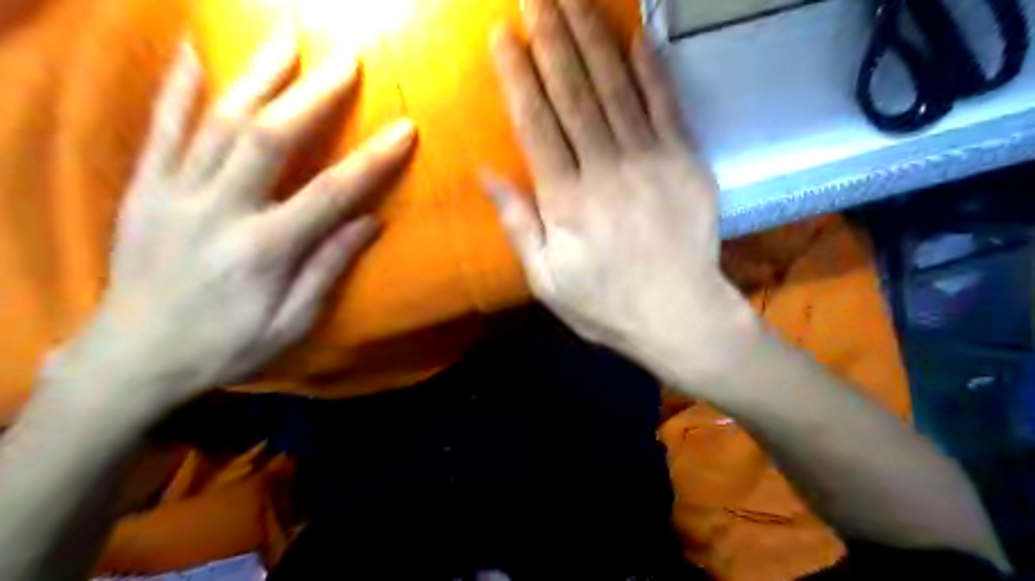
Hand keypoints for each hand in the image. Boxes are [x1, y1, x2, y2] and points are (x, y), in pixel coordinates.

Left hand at [59, 36, 414, 407]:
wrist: (133, 358)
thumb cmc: (225, 346)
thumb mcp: (292, 323)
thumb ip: (329, 268)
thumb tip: (370, 222)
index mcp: (265, 249)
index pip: (330, 192)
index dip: (372, 159)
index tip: (404, 129)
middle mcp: (219, 210)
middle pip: (270, 138)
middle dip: (313, 94)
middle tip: (345, 59)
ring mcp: (175, 192)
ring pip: (219, 120)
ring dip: (257, 75)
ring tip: (285, 38)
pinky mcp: (145, 188)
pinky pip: (161, 128)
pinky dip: (179, 86)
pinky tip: (196, 52)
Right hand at [486, 0, 758, 381]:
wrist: (679, 315)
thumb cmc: (605, 304)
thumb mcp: (546, 279)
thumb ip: (518, 223)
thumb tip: (486, 172)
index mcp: (567, 200)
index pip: (536, 123)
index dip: (518, 75)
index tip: (503, 35)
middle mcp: (606, 169)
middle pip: (573, 93)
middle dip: (551, 39)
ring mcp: (651, 160)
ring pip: (616, 88)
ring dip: (592, 38)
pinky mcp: (686, 161)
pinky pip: (666, 105)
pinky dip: (651, 67)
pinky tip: (635, 35)